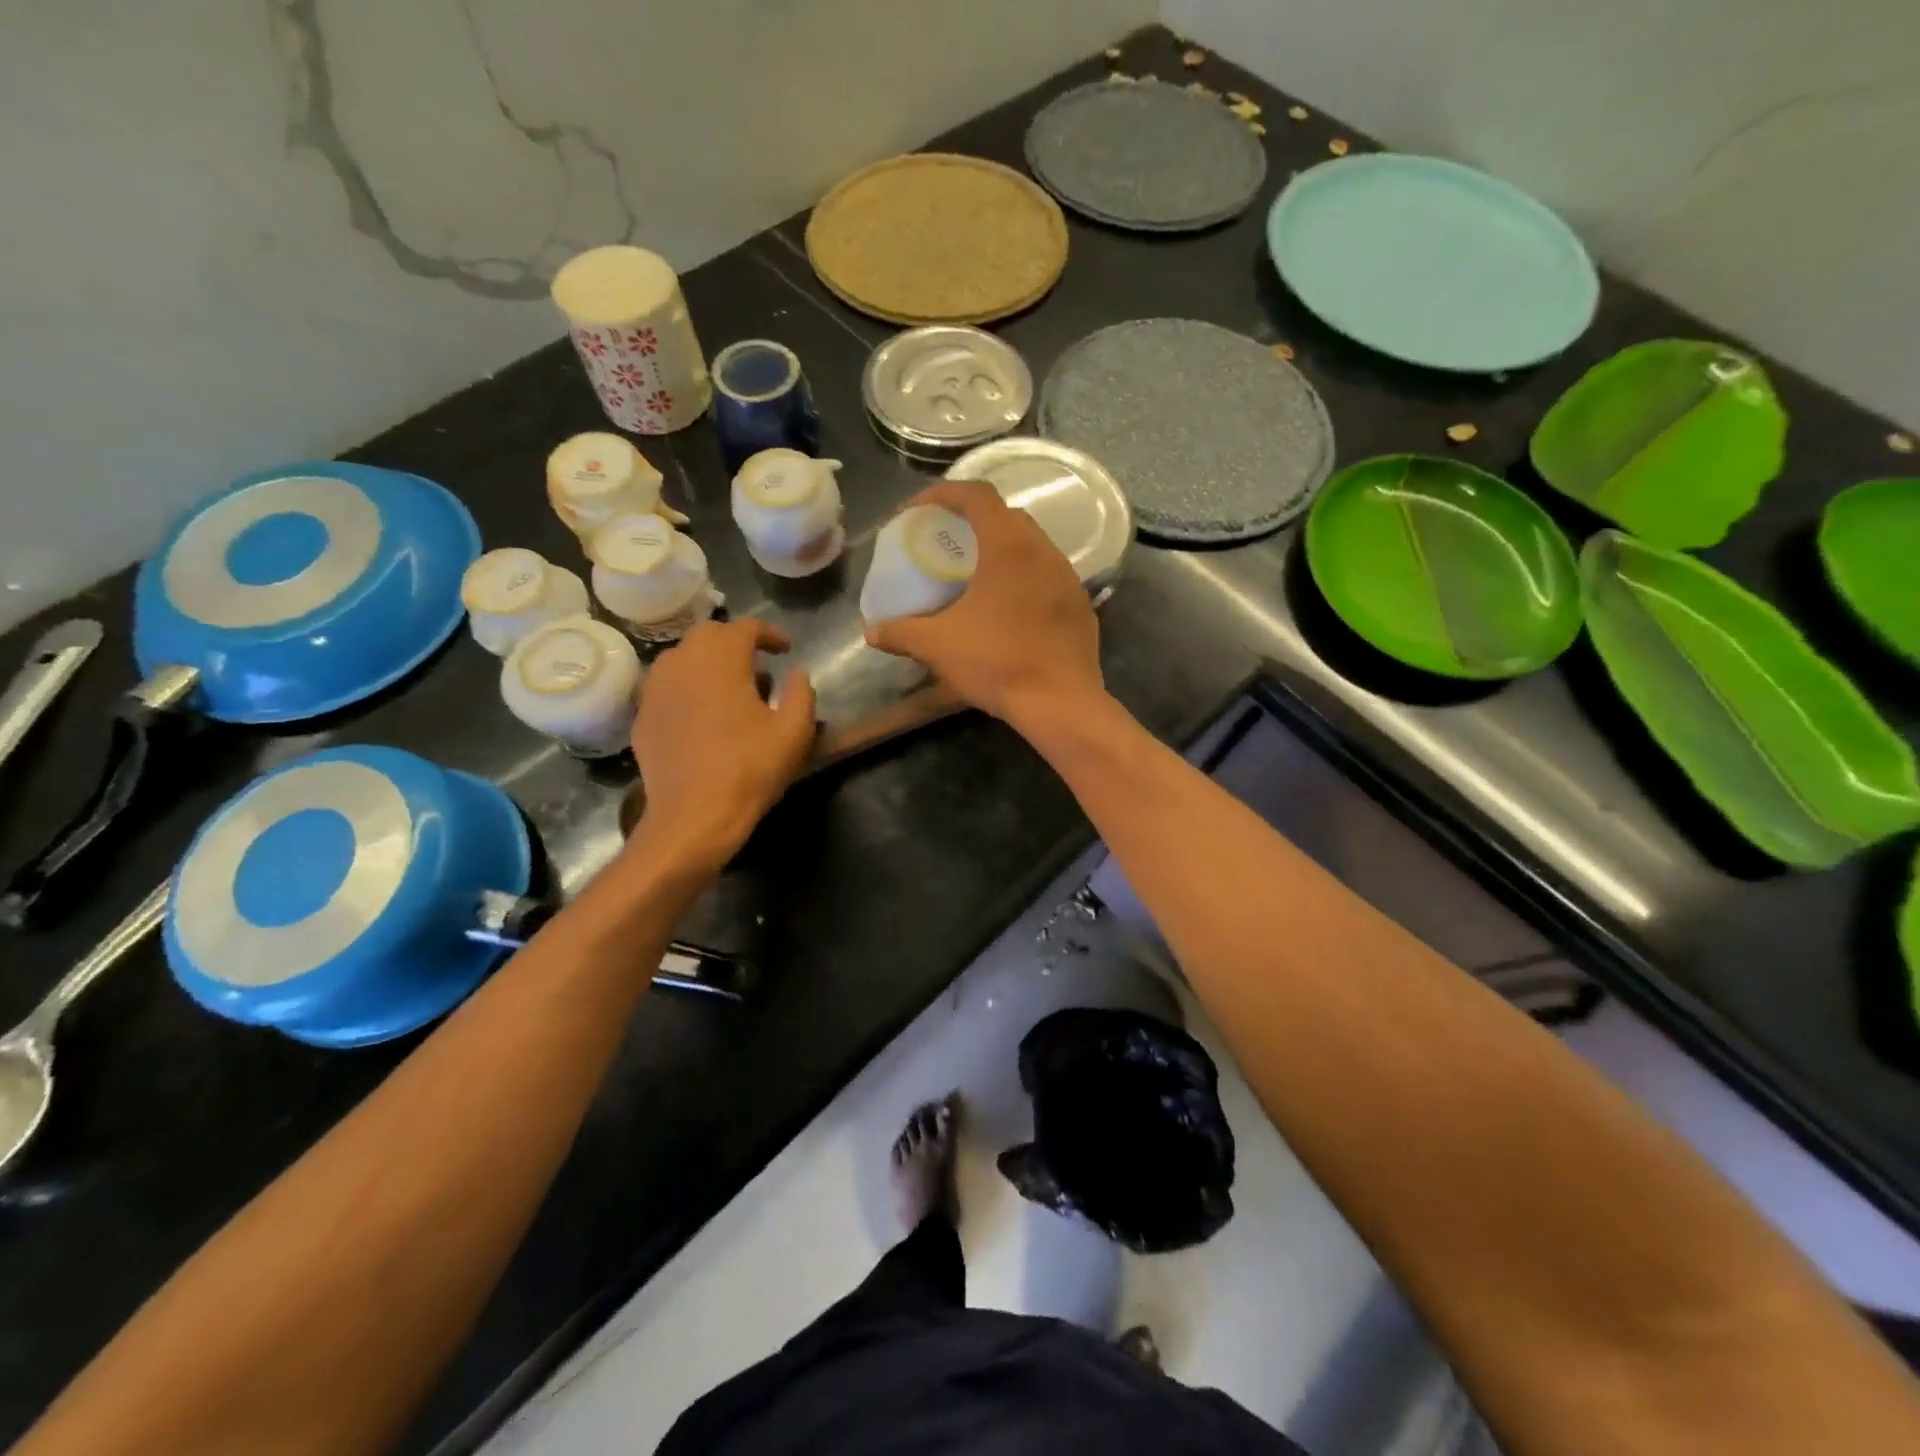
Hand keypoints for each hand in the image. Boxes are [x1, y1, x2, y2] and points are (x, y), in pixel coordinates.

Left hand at [629, 619, 816, 869]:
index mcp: (721, 660)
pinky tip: (703, 713)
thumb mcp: (794, 732)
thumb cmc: (750, 769)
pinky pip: (667, 686)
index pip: (745, 627)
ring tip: (730, 687)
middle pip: (709, 634)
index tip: (786, 649)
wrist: (693, 815)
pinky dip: (688, 687)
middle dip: (736, 642)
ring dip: (709, 662)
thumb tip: (797, 674)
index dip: (770, 633)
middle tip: (759, 663)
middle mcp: (682, 662)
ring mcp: (655, 688)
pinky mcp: (642, 715)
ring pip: (683, 657)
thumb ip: (801, 693)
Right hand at [864, 481, 1105, 729]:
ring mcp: (1068, 578)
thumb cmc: (997, 663)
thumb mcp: (938, 646)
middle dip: (973, 521)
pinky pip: (1048, 576)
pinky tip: (1008, 607)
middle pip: (1006, 516)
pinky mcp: (1081, 605)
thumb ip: (900, 633)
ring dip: (1002, 550)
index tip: (919, 510)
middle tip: (948, 542)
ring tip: (976, 575)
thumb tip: (871, 632)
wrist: (1060, 703)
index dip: (944, 493)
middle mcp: (1044, 551)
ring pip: (1032, 546)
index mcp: (1009, 546)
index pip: (977, 495)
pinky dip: (1024, 578)